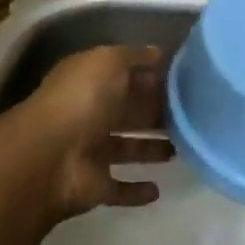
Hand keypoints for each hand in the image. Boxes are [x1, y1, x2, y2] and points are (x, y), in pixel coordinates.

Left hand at [24, 45, 173, 220]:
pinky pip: (119, 189)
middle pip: (128, 112)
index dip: (152, 77)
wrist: (51, 157)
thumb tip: (158, 53)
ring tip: (181, 148)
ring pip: (126, 148)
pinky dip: (135, 191)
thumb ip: (134, 56)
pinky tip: (157, 190)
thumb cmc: (82, 100)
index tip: (185, 81)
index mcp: (90, 82)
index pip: (126, 76)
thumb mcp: (108, 61)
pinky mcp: (95, 186)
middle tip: (193, 115)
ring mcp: (90, 152)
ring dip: (150, 149)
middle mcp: (89, 114)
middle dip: (155, 113)